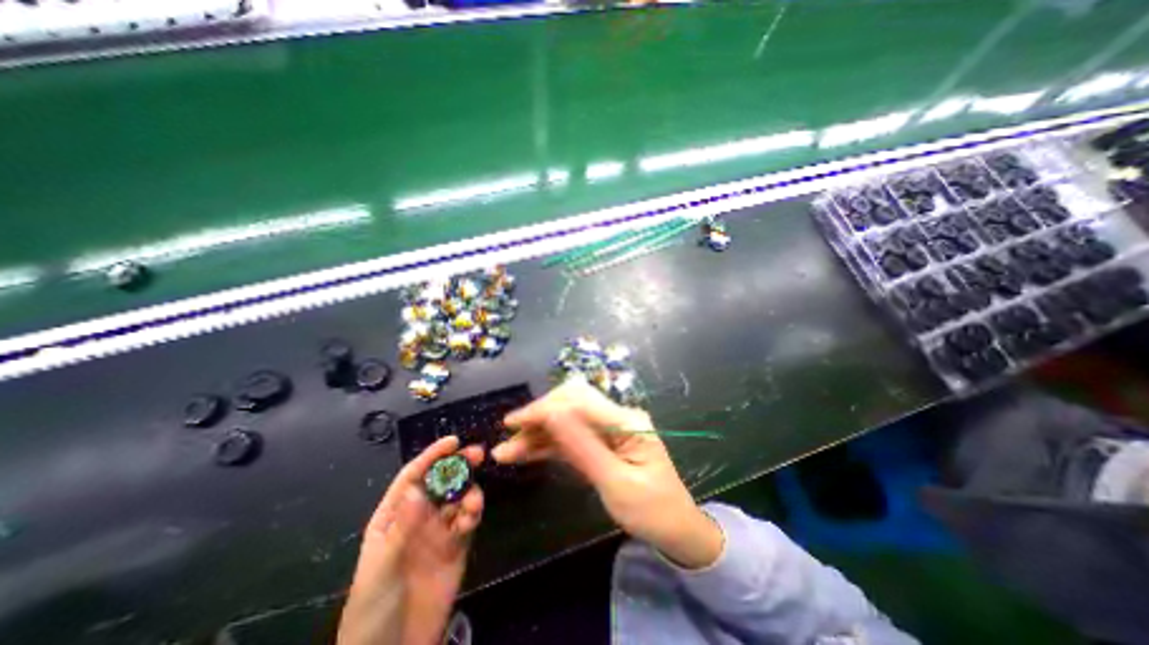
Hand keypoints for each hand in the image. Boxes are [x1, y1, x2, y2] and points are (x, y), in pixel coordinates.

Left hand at [337, 436, 485, 642]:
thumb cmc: (372, 611)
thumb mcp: (380, 570)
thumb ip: (401, 528)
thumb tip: (418, 488)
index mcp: (393, 517)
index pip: (413, 478)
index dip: (431, 457)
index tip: (453, 442)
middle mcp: (418, 518)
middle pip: (440, 482)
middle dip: (458, 466)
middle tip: (478, 454)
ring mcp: (439, 531)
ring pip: (458, 498)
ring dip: (468, 491)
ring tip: (472, 502)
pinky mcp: (457, 546)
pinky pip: (468, 521)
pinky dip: (474, 513)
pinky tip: (473, 517)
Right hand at [491, 378, 720, 569]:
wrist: (676, 531)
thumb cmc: (652, 511)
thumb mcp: (616, 483)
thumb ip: (583, 447)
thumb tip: (551, 413)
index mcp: (626, 421)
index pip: (578, 401)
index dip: (543, 408)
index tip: (512, 423)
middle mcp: (617, 417)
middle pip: (571, 404)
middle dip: (538, 418)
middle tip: (508, 439)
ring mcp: (609, 429)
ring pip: (567, 422)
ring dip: (538, 433)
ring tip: (506, 451)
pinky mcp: (602, 443)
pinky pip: (572, 438)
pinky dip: (548, 445)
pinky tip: (525, 453)